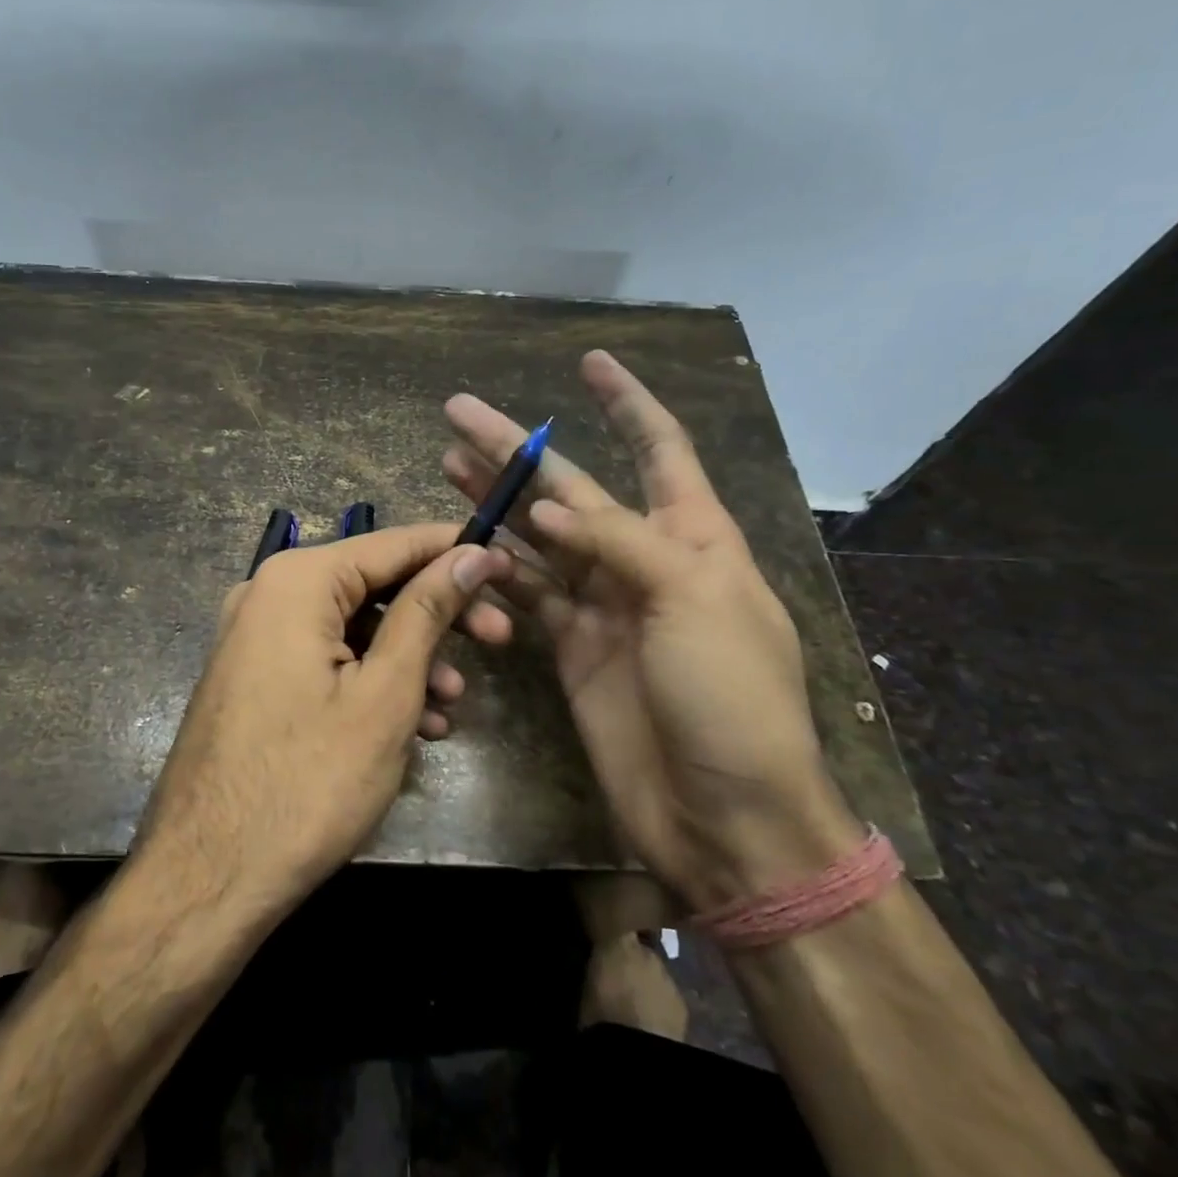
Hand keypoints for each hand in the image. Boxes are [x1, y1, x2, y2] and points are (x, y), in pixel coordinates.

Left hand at [134, 525, 512, 922]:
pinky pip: (325, 660)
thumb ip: (427, 611)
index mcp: (296, 581)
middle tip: (501, 639)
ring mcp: (256, 637)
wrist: (208, 877)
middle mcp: (268, 594)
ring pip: (353, 628)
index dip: (456, 551)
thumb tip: (471, 553)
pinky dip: (370, 682)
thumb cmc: (308, 781)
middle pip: (374, 585)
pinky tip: (413, 724)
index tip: (510, 565)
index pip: (394, 543)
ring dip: (409, 658)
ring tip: (453, 705)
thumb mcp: (385, 692)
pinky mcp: (255, 677)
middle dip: (439, 615)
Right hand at [442, 351, 863, 910]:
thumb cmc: (730, 697)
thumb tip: (547, 510)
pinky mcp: (569, 648)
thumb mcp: (693, 600)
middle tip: (460, 412)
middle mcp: (643, 561)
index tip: (589, 362)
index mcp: (692, 537)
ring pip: (537, 537)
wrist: (723, 814)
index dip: (626, 403)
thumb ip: (618, 543)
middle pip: (572, 489)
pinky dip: (495, 569)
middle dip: (520, 449)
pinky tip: (462, 543)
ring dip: (496, 501)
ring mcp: (602, 606)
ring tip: (447, 462)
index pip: (659, 449)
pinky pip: (526, 594)